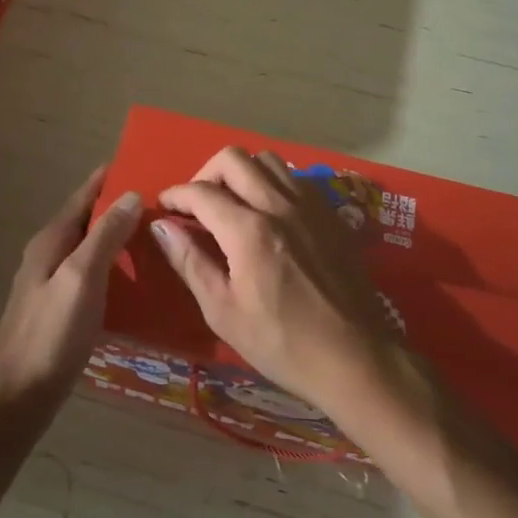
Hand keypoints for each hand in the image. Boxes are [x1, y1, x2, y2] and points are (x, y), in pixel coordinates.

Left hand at [0, 167, 140, 430]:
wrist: (17, 398)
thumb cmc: (49, 333)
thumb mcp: (82, 278)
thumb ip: (106, 236)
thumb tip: (131, 194)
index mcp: (52, 239)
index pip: (86, 194)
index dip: (113, 177)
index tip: (148, 164)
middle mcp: (51, 254)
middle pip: (91, 219)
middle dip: (123, 206)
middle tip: (166, 203)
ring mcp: (55, 283)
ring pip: (94, 248)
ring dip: (122, 238)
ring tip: (161, 236)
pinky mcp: (63, 309)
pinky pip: (95, 276)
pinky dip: (117, 269)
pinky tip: (140, 280)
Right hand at [153, 148, 397, 415]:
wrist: (357, 358)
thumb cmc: (283, 344)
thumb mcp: (223, 312)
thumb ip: (189, 262)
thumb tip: (160, 226)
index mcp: (249, 230)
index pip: (201, 192)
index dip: (175, 195)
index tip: (163, 207)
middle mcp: (279, 204)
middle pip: (233, 159)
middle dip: (205, 174)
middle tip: (197, 205)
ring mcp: (310, 205)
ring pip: (267, 160)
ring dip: (241, 173)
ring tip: (231, 204)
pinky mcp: (331, 213)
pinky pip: (294, 178)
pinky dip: (271, 182)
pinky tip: (268, 213)